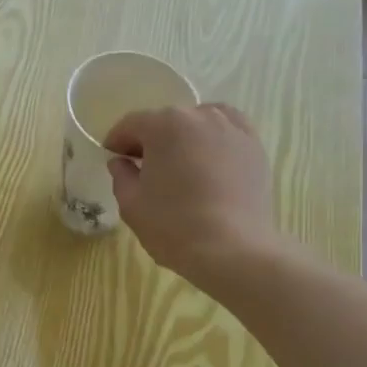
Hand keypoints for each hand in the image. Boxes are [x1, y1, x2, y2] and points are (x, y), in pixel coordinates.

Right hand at [104, 103, 287, 285]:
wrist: (232, 249)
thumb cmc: (172, 225)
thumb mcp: (131, 203)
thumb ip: (121, 175)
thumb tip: (121, 162)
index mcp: (164, 125)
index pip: (131, 124)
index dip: (116, 141)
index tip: (112, 158)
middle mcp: (200, 116)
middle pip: (166, 120)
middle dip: (150, 139)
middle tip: (143, 166)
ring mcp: (233, 129)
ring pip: (199, 122)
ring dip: (183, 137)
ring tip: (179, 163)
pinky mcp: (255, 147)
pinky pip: (228, 132)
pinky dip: (214, 140)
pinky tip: (208, 162)